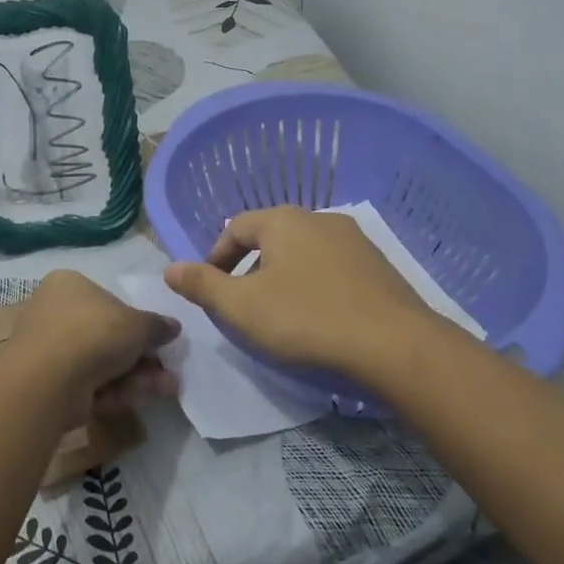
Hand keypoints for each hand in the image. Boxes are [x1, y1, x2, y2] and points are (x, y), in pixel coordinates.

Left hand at [1, 270, 180, 413]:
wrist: (49, 379)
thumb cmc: (94, 333)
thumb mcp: (138, 324)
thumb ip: (157, 326)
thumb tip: (173, 327)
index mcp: (69, 285)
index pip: (109, 301)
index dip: (138, 324)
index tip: (161, 342)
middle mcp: (54, 313)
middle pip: (108, 337)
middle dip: (142, 359)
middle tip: (168, 373)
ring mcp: (49, 350)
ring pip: (102, 364)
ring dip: (136, 378)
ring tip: (165, 389)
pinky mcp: (48, 383)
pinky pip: (88, 384)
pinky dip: (114, 391)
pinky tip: (137, 398)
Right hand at [163, 206, 436, 380]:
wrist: (394, 345)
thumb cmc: (306, 319)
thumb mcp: (241, 307)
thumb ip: (202, 285)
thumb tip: (169, 268)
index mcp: (283, 221)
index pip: (235, 228)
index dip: (216, 259)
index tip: (212, 292)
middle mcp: (320, 219)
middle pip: (271, 239)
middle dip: (250, 270)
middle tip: (243, 307)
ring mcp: (355, 241)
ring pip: (303, 254)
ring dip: (283, 278)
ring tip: (280, 316)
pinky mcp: (379, 266)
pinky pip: (333, 270)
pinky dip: (316, 287)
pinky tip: (320, 319)